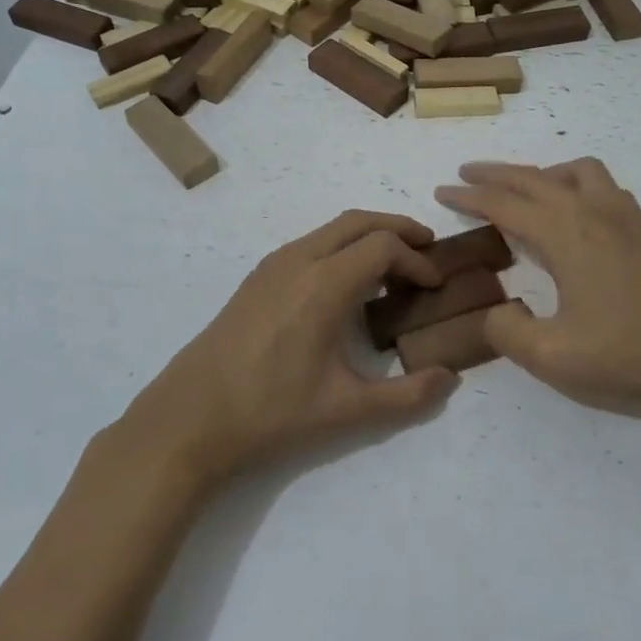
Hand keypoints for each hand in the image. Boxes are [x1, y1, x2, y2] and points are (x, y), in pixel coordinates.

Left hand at [110, 211, 459, 486]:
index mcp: (324, 284)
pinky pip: (310, 244)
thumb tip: (451, 379)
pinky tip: (346, 286)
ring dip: (367, 236)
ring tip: (392, 266)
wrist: (190, 418)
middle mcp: (299, 260)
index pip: (384, 246)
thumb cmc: (271, 412)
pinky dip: (341, 248)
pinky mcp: (256, 279)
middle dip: (397, 229)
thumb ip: (407, 396)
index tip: (435, 286)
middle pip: (358, 221)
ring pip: (331, 229)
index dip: (417, 259)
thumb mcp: (347, 410)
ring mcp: (272, 266)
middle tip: (427, 249)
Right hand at [436, 160, 640, 421]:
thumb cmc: (630, 353)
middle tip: (465, 176)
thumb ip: (507, 332)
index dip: (469, 197)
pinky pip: (601, 186)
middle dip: (495, 175)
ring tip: (523, 189)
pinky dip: (574, 184)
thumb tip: (495, 312)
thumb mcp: (553, 356)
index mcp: (565, 233)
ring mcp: (624, 218)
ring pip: (575, 172)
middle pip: (534, 178)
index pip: (504, 204)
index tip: (440, 192)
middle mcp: (592, 212)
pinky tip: (576, 212)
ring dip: (541, 173)